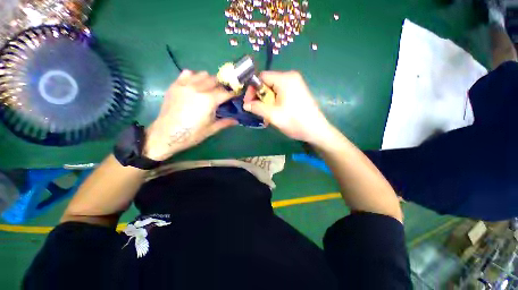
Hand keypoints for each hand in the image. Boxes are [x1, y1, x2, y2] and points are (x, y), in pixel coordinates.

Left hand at [144, 70, 236, 160]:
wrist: (166, 134)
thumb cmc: (191, 134)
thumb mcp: (211, 129)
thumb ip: (225, 122)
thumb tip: (237, 121)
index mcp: (209, 100)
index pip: (225, 92)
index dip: (232, 93)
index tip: (236, 94)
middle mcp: (198, 89)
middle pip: (215, 80)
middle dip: (222, 86)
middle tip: (223, 94)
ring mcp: (185, 85)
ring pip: (202, 74)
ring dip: (209, 80)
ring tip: (210, 89)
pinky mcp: (175, 85)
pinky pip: (188, 73)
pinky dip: (195, 76)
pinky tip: (195, 85)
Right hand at [243, 71, 332, 143]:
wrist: (316, 130)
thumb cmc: (295, 122)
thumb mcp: (273, 115)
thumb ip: (257, 107)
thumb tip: (246, 105)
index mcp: (285, 79)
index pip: (262, 77)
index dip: (252, 89)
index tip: (248, 103)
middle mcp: (290, 77)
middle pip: (267, 82)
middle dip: (260, 97)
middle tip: (256, 110)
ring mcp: (295, 84)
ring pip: (273, 89)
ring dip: (266, 101)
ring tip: (265, 114)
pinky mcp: (297, 91)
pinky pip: (280, 93)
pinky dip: (274, 102)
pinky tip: (274, 113)